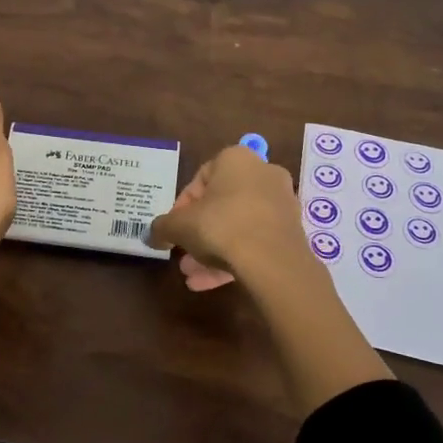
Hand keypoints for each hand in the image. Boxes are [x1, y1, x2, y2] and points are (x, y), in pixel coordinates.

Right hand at [148, 145, 310, 282]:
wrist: (272, 260)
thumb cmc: (221, 225)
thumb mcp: (179, 225)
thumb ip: (162, 227)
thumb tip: (152, 234)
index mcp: (236, 159)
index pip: (200, 177)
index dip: (182, 205)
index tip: (174, 227)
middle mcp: (263, 174)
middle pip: (221, 203)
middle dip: (199, 231)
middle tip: (183, 252)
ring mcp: (281, 204)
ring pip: (238, 226)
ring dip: (213, 249)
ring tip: (192, 275)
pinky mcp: (291, 232)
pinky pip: (254, 242)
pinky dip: (234, 258)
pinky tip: (210, 283)